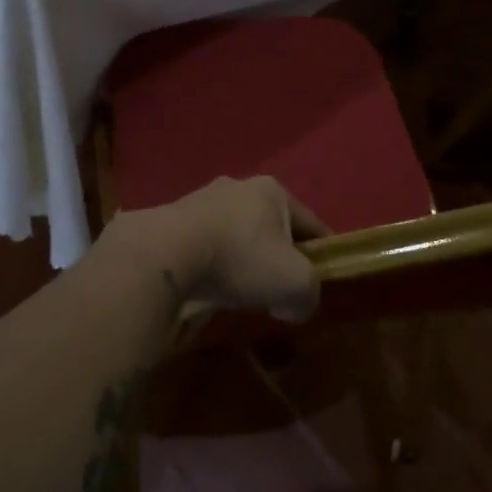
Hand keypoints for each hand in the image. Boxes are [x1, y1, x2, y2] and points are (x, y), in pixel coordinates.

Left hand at [113, 176, 328, 321]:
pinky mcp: (173, 219)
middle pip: (270, 226)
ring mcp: (201, 199)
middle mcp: (237, 186)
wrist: (167, 253)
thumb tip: (295, 305)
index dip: (322, 252)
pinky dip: (213, 264)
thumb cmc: (242, 258)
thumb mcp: (295, 284)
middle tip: (279, 288)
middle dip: (278, 255)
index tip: (324, 277)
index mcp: (273, 190)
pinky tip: (210, 285)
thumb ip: (309, 295)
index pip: (310, 223)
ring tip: (241, 291)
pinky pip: (205, 245)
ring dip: (242, 259)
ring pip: (236, 234)